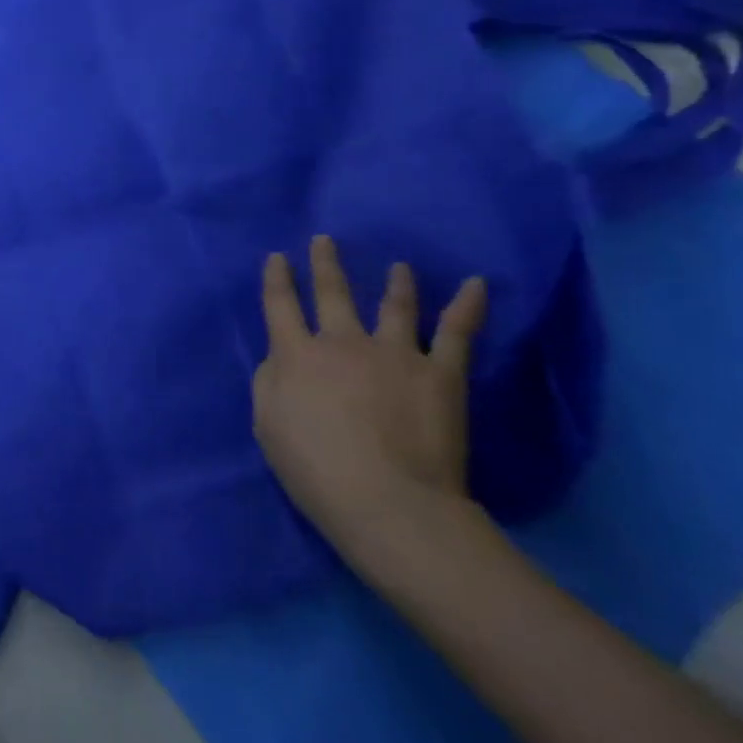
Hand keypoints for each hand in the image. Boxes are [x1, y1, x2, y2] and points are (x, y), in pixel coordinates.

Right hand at [253, 235, 487, 554]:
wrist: (388, 502)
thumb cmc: (315, 469)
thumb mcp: (267, 424)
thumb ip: (269, 382)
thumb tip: (280, 358)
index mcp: (296, 354)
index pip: (280, 305)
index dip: (277, 279)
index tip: (278, 257)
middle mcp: (342, 342)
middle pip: (331, 293)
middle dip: (325, 264)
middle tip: (324, 240)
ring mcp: (393, 353)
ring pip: (393, 306)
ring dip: (394, 283)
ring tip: (398, 266)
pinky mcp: (439, 373)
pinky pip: (456, 333)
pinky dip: (467, 306)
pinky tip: (476, 284)